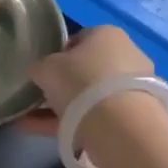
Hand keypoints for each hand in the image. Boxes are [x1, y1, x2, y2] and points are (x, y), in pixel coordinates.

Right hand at [23, 26, 167, 156]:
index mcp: (107, 34)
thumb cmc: (81, 81)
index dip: (56, 55)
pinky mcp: (135, 116)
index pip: (77, 40)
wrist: (120, 125)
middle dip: (63, 84)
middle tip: (41, 97)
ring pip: (91, 96)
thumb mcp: (46, 68)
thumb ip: (40, 67)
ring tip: (32, 121)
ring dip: (64, 107)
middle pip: (86, 69)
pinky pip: (98, 116)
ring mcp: (133, 87)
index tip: (43, 72)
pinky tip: (45, 133)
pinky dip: (73, 123)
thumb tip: (39, 72)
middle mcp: (126, 55)